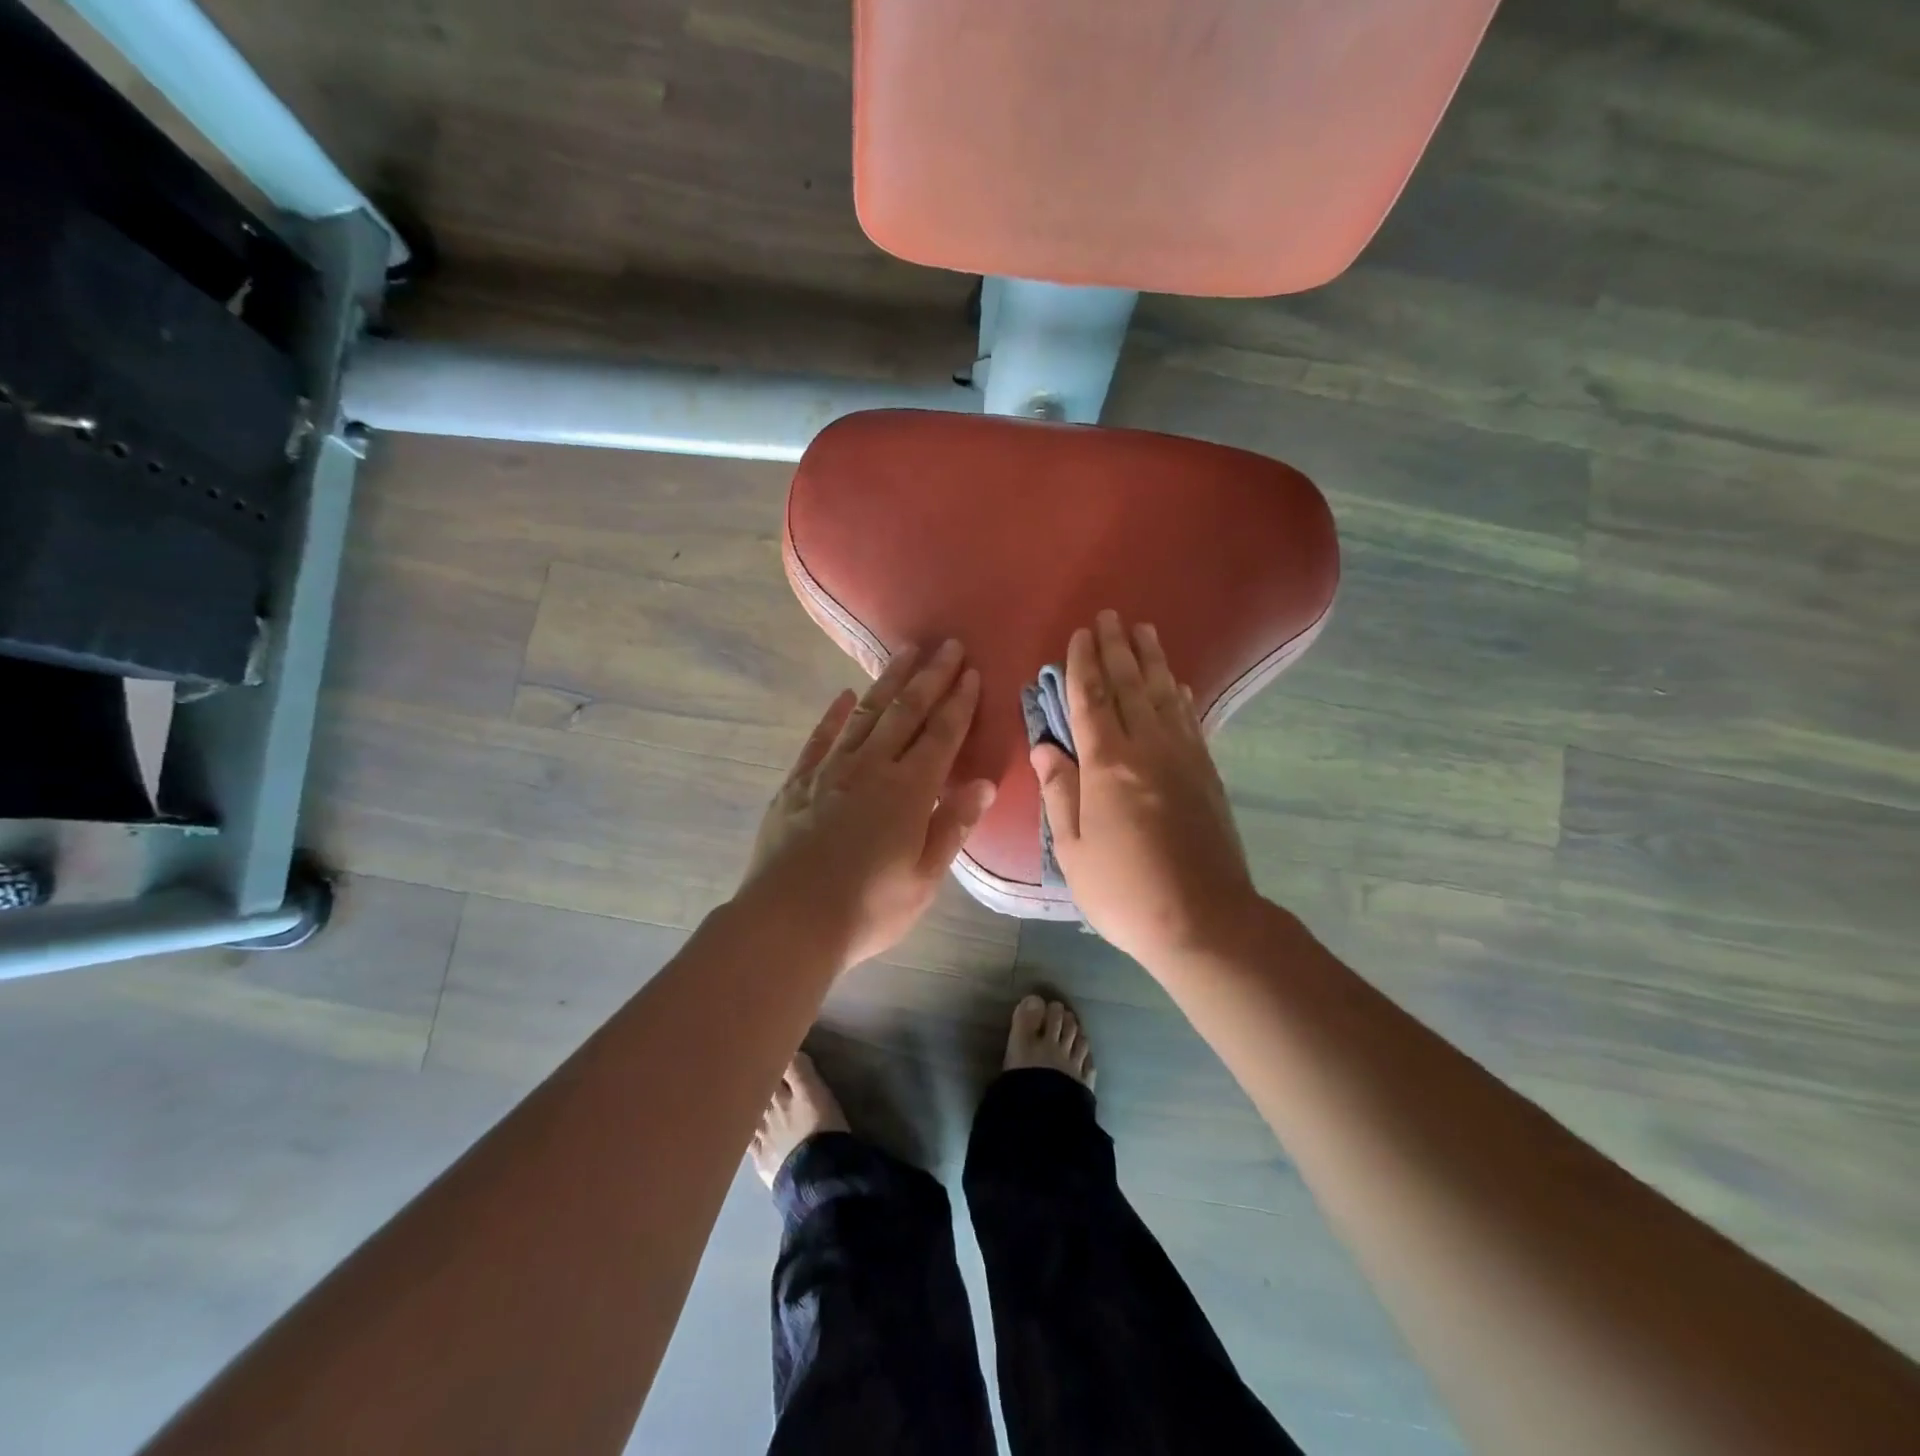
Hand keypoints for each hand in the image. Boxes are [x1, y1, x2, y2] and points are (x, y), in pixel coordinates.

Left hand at [741, 640, 996, 968]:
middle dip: (930, 677)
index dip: (958, 702)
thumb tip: (984, 784)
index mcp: (909, 790)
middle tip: (946, 645)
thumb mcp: (924, 877)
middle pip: (906, 712)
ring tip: (905, 653)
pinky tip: (844, 696)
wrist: (789, 922)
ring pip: (865, 715)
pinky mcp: (796, 784)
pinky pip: (819, 739)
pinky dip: (834, 715)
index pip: (941, 735)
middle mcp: (871, 768)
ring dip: (887, 682)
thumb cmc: (868, 908)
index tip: (970, 671)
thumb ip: (953, 825)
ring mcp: (829, 771)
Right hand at [1032, 611, 1261, 969]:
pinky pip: (1191, 720)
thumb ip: (1060, 791)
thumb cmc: (1124, 891)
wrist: (1204, 920)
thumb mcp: (1073, 849)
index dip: (1083, 665)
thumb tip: (1045, 746)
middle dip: (1116, 649)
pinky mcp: (1207, 773)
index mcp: (1108, 765)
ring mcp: (1183, 758)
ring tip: (1143, 630)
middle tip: (1110, 616)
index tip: (1079, 634)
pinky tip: (1178, 682)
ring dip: (1152, 660)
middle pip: (1130, 686)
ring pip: (1164, 695)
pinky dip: (1181, 695)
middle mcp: (1148, 749)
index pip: (1091, 701)